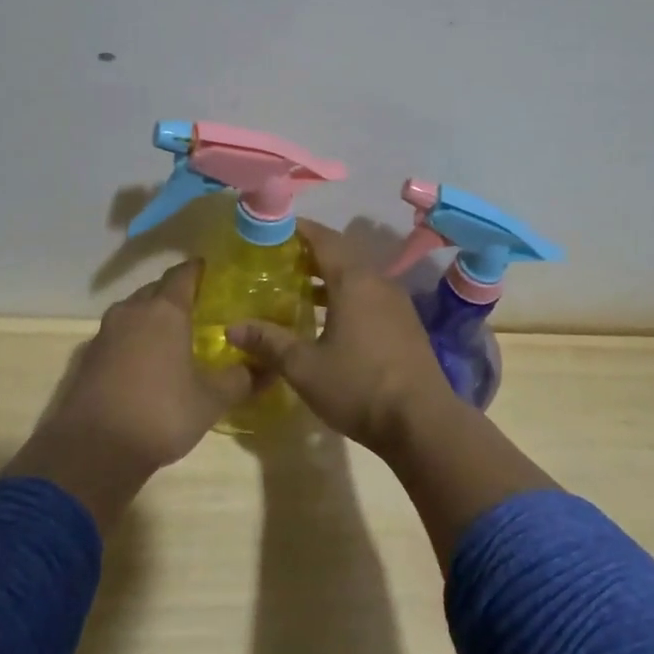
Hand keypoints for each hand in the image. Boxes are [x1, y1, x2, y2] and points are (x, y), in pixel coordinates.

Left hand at [7, 260, 252, 531]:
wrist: (94, 450)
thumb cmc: (161, 413)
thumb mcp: (211, 400)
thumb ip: (240, 379)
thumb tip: (266, 369)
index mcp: (165, 310)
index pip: (183, 273)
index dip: (198, 270)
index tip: (212, 274)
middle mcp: (132, 311)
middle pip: (156, 289)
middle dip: (175, 295)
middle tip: (198, 310)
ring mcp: (105, 333)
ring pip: (133, 312)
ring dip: (151, 318)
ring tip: (173, 337)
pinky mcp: (88, 357)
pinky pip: (117, 336)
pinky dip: (133, 340)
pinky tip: (144, 364)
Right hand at [228, 220, 455, 456]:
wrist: (422, 422)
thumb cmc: (359, 386)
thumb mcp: (304, 366)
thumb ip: (269, 342)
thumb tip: (231, 328)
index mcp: (354, 280)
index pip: (323, 239)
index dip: (298, 230)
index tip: (272, 230)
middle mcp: (378, 282)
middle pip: (341, 255)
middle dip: (309, 254)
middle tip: (277, 261)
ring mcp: (396, 303)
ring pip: (357, 277)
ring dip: (328, 278)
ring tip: (296, 289)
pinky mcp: (405, 324)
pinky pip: (369, 296)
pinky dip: (345, 296)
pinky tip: (328, 319)